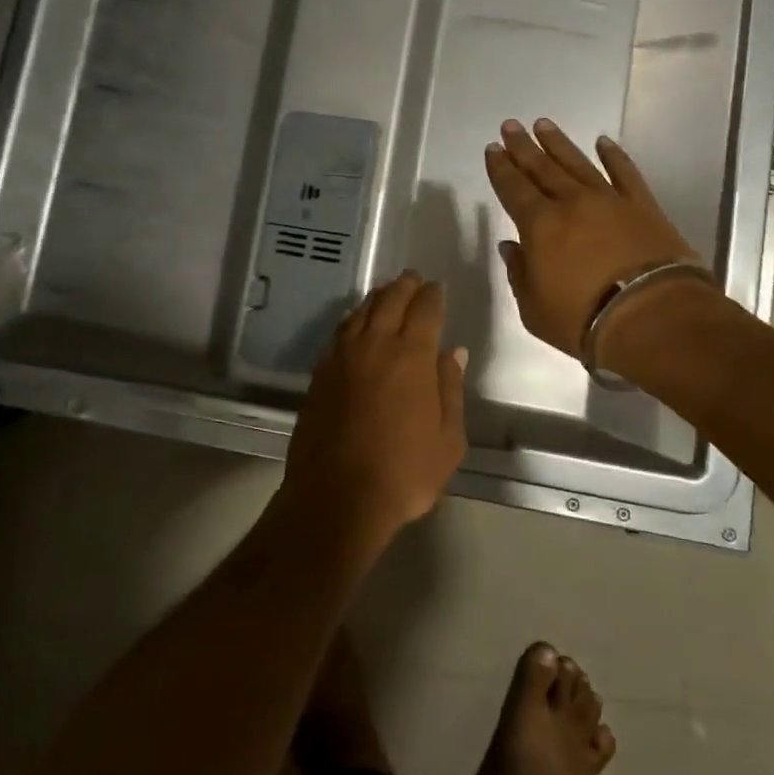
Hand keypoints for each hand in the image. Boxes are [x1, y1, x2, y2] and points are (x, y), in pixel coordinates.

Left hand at [282, 271, 467, 537]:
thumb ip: (450, 389)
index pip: (425, 310)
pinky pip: (340, 332)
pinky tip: (356, 323)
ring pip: (360, 312)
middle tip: (413, 279)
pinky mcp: (320, 372)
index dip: (433, 296)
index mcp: (412, 356)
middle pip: (390, 301)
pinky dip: (353, 319)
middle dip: (404, 286)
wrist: (337, 495)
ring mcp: (343, 357)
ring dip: (377, 298)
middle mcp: (375, 346)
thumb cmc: (404, 473)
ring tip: (386, 293)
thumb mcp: (447, 439)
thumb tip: (453, 352)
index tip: (437, 288)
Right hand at [484, 117, 702, 356]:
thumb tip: (511, 247)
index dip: (500, 168)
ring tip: (543, 124)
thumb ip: (519, 273)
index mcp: (539, 226)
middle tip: (510, 126)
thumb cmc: (583, 319)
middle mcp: (571, 203)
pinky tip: (603, 142)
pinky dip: (614, 156)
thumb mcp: (534, 308)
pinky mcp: (642, 206)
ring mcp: (609, 200)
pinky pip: (625, 172)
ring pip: (578, 163)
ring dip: (559, 144)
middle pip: (542, 168)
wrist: (652, 316)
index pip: (513, 188)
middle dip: (523, 147)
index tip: (493, 149)